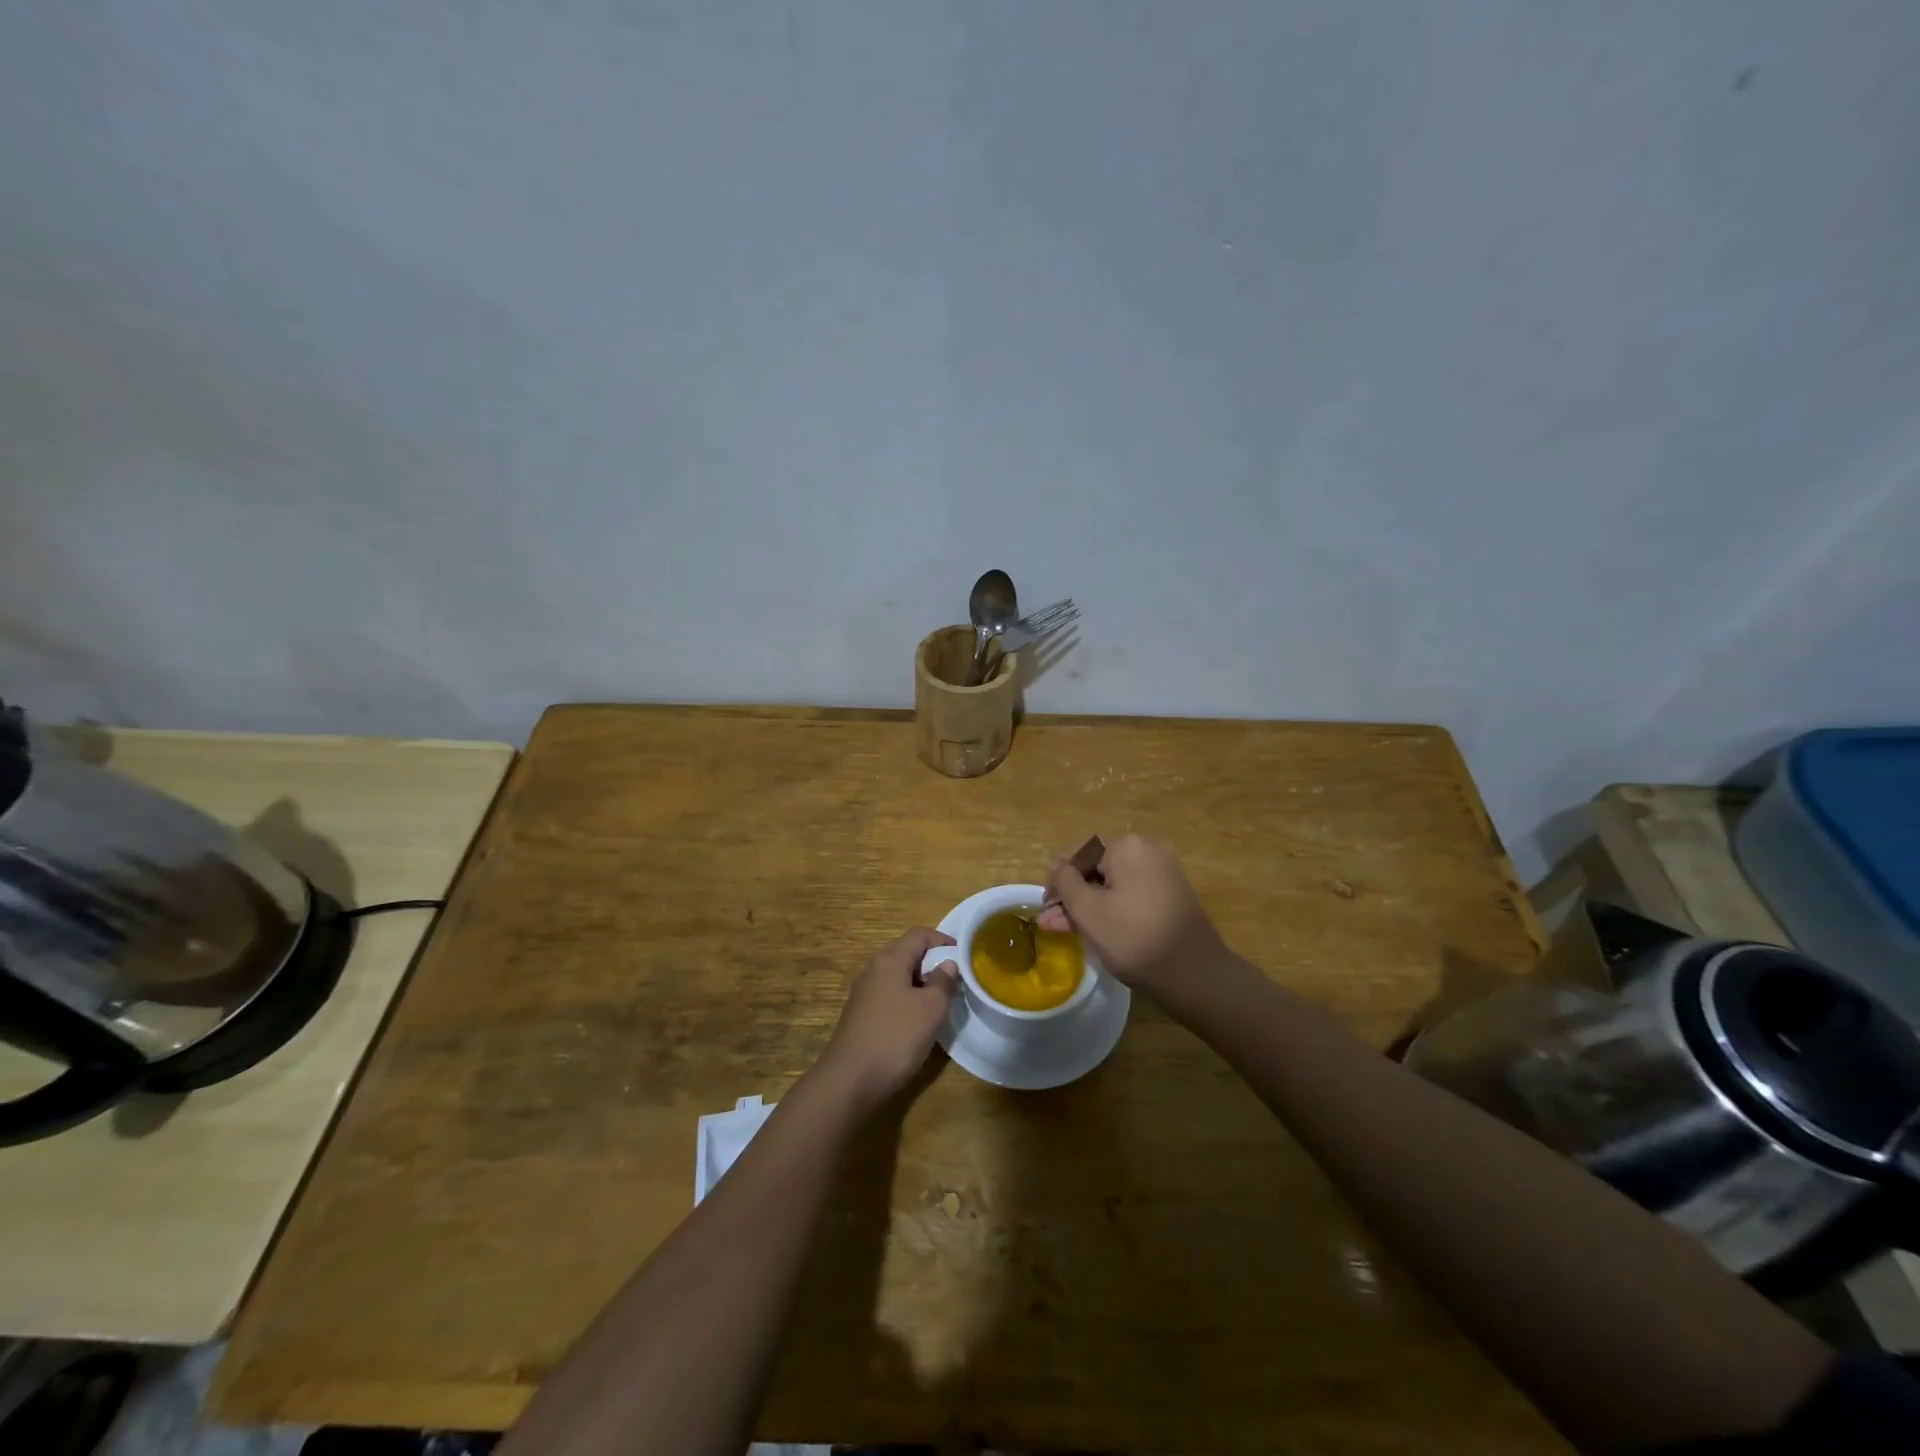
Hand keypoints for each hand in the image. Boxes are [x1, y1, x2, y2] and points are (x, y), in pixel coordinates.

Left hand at [820, 927, 958, 1108]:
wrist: (849, 1081)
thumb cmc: (895, 1037)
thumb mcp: (931, 1009)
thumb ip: (943, 982)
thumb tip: (947, 964)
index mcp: (889, 960)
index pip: (920, 935)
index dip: (944, 940)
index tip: (964, 956)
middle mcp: (873, 970)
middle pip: (907, 953)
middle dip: (933, 963)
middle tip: (956, 982)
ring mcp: (863, 993)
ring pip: (898, 977)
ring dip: (921, 984)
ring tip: (941, 1003)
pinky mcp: (860, 1016)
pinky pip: (889, 996)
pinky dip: (907, 1000)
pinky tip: (918, 1023)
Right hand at [1035, 834, 1228, 992]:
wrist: (1195, 973)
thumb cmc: (1134, 938)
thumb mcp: (1088, 910)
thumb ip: (1065, 882)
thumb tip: (1058, 868)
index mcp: (1127, 846)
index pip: (1078, 851)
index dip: (1056, 876)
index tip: (1045, 905)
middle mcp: (1148, 849)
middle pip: (1096, 866)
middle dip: (1071, 893)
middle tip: (1053, 921)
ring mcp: (1163, 871)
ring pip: (1112, 882)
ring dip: (1088, 902)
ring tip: (1067, 927)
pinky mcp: (1171, 892)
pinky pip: (1131, 892)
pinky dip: (1111, 906)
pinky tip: (1094, 926)